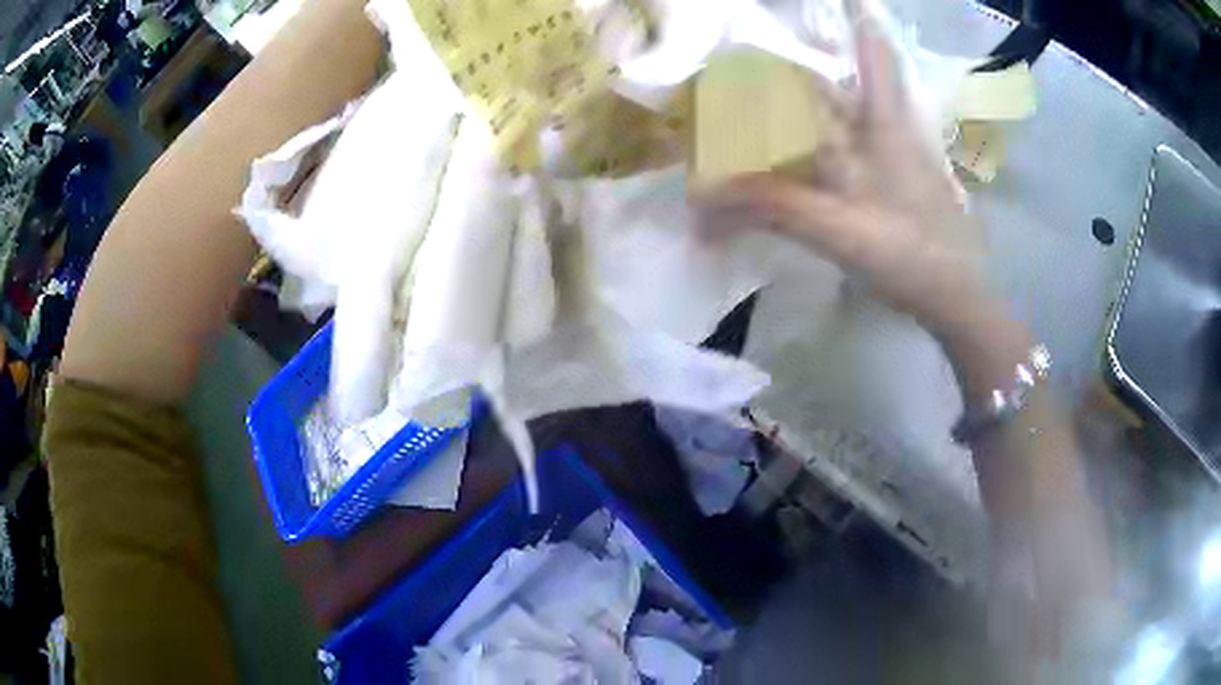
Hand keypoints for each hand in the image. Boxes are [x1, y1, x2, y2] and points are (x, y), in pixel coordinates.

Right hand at [704, 0, 986, 339]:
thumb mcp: (839, 230)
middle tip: (775, 48)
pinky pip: (852, 148)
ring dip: (821, 95)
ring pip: (853, 112)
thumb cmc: (910, 256)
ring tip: (777, 84)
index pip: (875, 56)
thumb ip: (773, 207)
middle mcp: (890, 131)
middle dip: (827, 52)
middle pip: (856, 77)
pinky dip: (825, 140)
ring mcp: (896, 158)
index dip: (861, 21)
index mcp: (885, 127)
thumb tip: (703, 200)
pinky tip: (803, 147)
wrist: (956, 300)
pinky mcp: (895, 184)